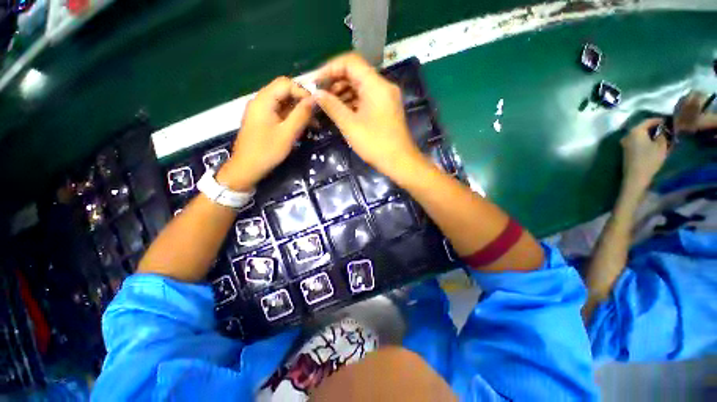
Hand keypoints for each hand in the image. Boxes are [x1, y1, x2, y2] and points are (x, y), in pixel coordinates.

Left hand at [217, 77, 312, 190]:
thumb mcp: (288, 133)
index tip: (315, 106)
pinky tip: (303, 128)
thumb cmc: (267, 151)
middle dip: (302, 102)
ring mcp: (261, 112)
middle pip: (284, 92)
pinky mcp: (263, 121)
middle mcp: (261, 101)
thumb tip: (315, 99)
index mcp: (264, 100)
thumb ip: (301, 115)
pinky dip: (292, 118)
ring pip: (284, 103)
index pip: (285, 83)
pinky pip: (280, 113)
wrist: (246, 168)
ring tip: (314, 124)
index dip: (302, 91)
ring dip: (299, 111)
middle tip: (317, 116)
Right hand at [313, 53, 423, 176]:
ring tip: (327, 104)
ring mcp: (386, 98)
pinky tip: (341, 110)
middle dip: (335, 82)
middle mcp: (383, 86)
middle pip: (355, 74)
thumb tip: (316, 93)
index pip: (350, 62)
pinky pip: (366, 98)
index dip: (330, 68)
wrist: (400, 162)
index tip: (315, 81)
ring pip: (361, 87)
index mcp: (376, 85)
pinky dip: (353, 102)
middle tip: (319, 94)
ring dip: (343, 93)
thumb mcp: (350, 125)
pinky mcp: (386, 108)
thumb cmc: (375, 144)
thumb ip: (332, 106)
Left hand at [620, 118, 668, 190]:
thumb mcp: (661, 145)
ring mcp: (625, 143)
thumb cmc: (650, 160)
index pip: (649, 120)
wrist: (636, 177)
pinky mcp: (626, 151)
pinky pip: (637, 141)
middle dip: (655, 127)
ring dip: (650, 134)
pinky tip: (654, 143)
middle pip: (643, 127)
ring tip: (662, 136)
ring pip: (640, 134)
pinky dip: (645, 140)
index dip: (660, 120)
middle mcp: (627, 135)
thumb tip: (664, 129)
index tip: (669, 121)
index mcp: (635, 130)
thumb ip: (663, 134)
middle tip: (667, 128)